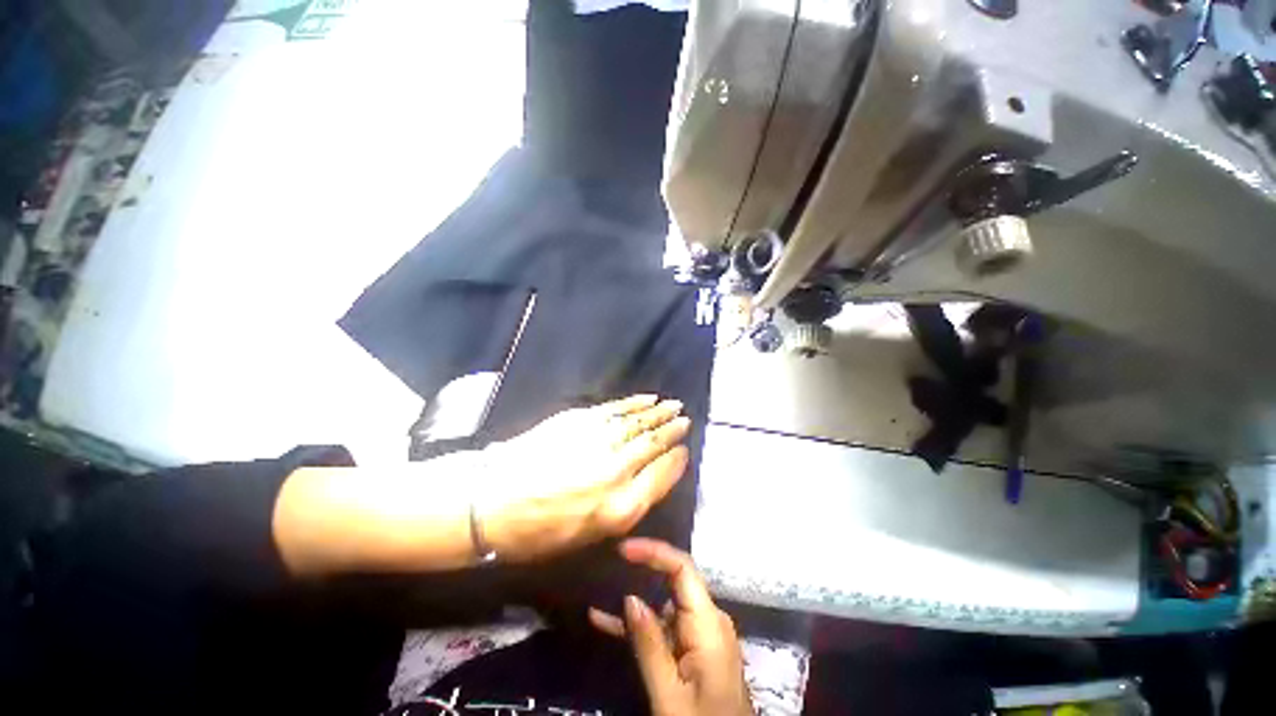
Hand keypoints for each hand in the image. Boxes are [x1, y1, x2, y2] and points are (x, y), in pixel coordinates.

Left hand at [480, 395, 691, 562]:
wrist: (491, 502)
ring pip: (639, 422)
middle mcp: (618, 470)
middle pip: (654, 444)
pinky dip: (634, 403)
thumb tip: (645, 481)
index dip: (676, 460)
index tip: (684, 450)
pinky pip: (617, 409)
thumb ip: (624, 509)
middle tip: (685, 420)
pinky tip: (646, 399)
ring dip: (659, 412)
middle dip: (673, 430)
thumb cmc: (539, 531)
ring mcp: (600, 440)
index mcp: (621, 507)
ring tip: (673, 405)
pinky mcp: (582, 420)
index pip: (662, 475)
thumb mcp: (588, 537)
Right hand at [589, 539, 753, 715]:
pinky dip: (638, 624)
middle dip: (642, 567)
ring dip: (633, 598)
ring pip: (664, 602)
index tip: (623, 548)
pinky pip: (664, 625)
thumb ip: (650, 645)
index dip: (654, 551)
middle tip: (609, 559)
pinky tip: (604, 620)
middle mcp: (707, 618)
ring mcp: (700, 632)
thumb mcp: (669, 695)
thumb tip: (630, 597)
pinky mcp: (692, 645)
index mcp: (708, 623)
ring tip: (600, 586)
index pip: (683, 568)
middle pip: (674, 579)